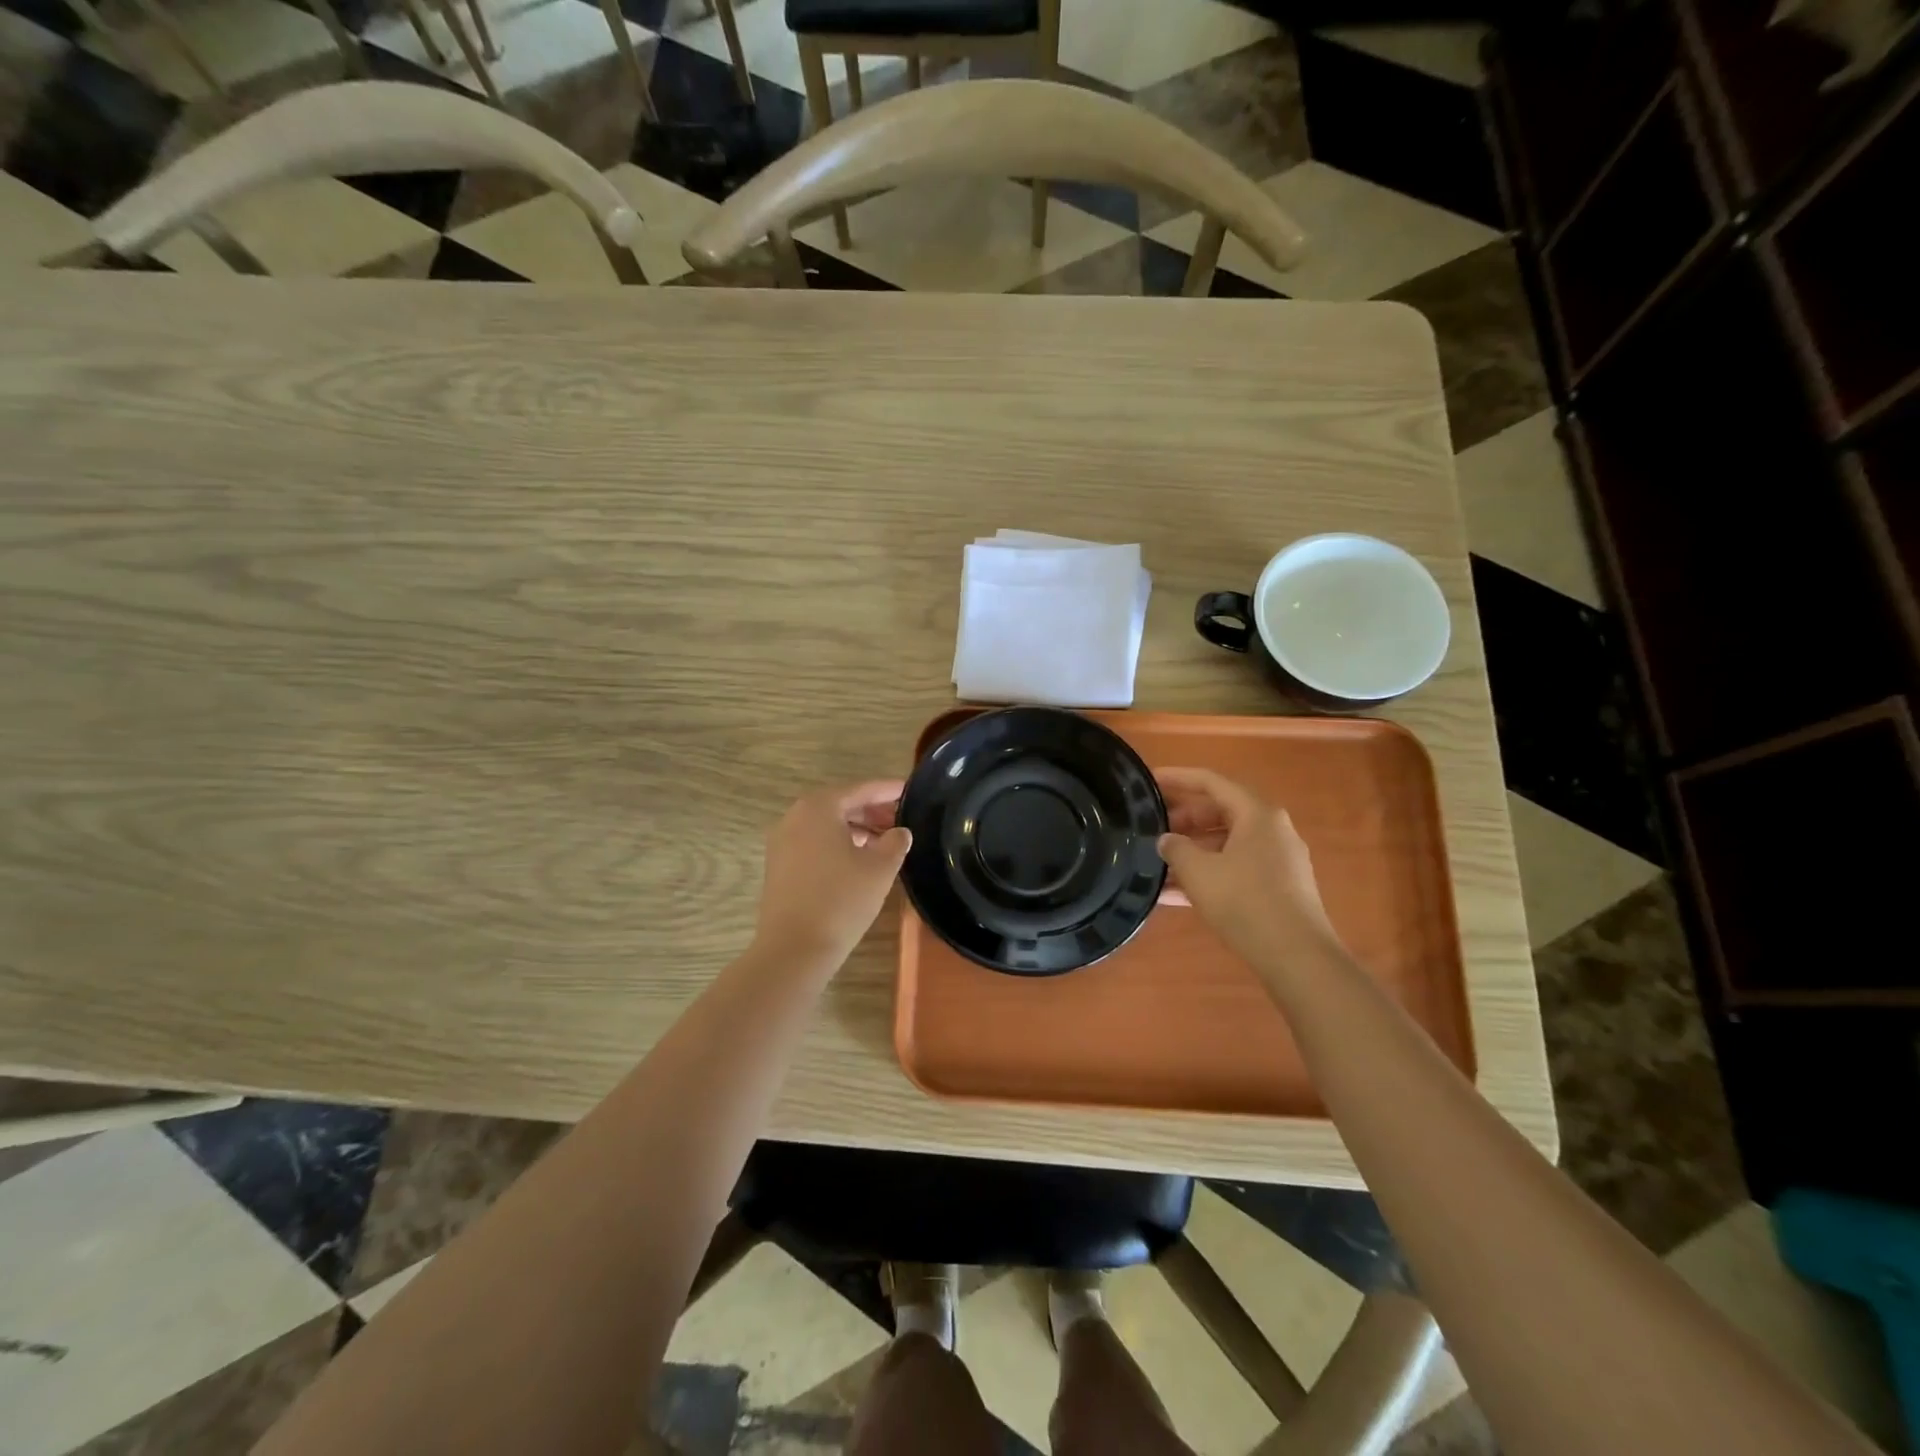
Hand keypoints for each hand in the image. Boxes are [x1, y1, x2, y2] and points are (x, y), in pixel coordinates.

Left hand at [751, 780, 911, 969]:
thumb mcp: (880, 868)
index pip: (860, 789)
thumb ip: (895, 842)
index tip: (910, 790)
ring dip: (856, 828)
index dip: (887, 789)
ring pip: (826, 825)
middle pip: (840, 804)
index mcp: (819, 807)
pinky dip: (837, 843)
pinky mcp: (778, 865)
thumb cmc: (841, 900)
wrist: (794, 948)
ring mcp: (782, 841)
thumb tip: (899, 832)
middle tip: (901, 819)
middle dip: (871, 810)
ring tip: (885, 842)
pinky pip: (814, 842)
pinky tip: (859, 860)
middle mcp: (795, 816)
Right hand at [1156, 767, 1346, 972]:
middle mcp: (1272, 830)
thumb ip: (1176, 848)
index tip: (1150, 781)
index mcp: (1257, 814)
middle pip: (1220, 812)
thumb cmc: (1245, 901)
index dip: (1178, 778)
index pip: (1211, 782)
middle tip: (1152, 828)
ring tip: (1157, 864)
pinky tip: (1175, 896)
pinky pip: (1235, 869)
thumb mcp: (1198, 871)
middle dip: (1183, 820)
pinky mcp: (1279, 888)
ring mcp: (1278, 860)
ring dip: (1192, 852)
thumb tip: (1167, 840)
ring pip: (1226, 844)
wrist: (1297, 956)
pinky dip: (1208, 874)